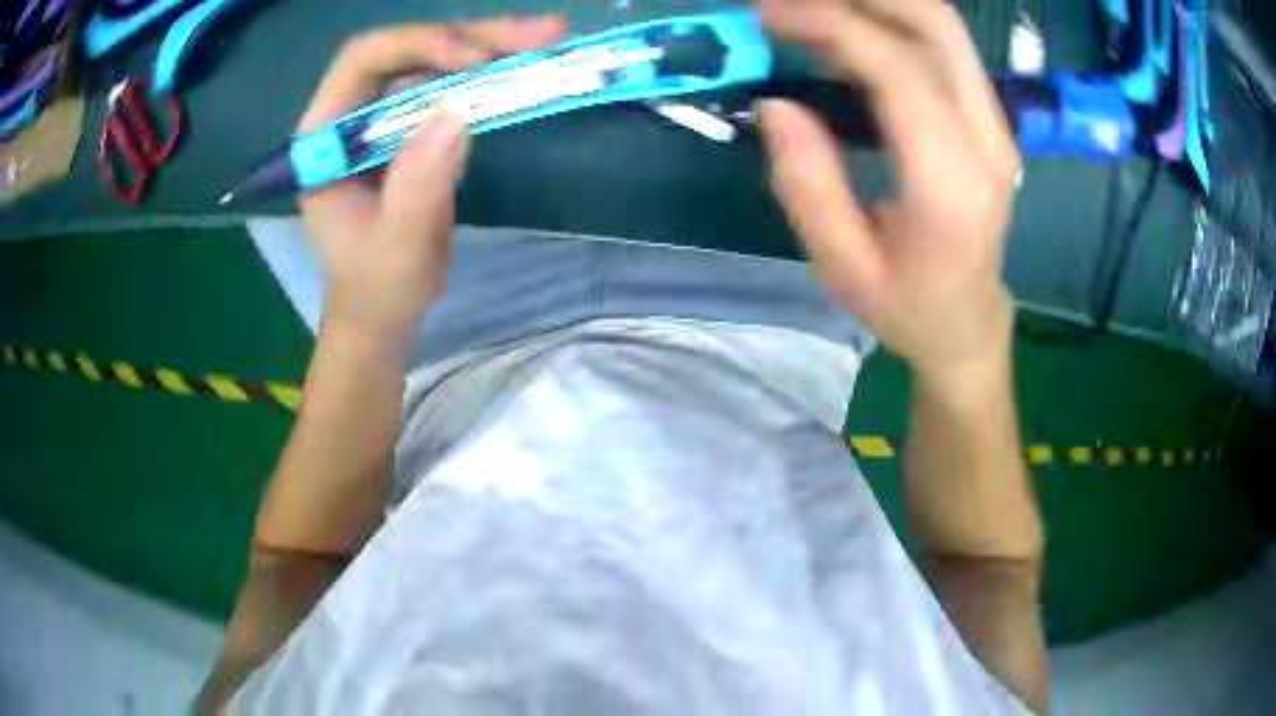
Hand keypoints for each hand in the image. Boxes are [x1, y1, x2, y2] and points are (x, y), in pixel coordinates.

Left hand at [297, 16, 567, 343]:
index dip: (418, 46)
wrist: (385, 307)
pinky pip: (456, 86)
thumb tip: (459, 113)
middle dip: (472, 37)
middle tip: (539, 33)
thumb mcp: (396, 247)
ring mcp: (388, 117)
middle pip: (410, 50)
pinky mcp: (417, 127)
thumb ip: (417, 185)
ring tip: (550, 37)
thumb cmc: (377, 285)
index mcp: (326, 135)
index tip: (474, 61)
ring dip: (494, 45)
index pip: (363, 61)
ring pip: (438, 59)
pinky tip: (533, 61)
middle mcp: (354, 112)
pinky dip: (497, 72)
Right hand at [757, 0, 1020, 381]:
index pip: (900, 70)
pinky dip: (892, 21)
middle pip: (936, 25)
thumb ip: (808, 186)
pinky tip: (847, 32)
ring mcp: (995, 125)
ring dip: (877, 3)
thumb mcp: (844, 269)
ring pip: (943, 27)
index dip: (833, 25)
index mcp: (951, 185)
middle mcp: (986, 141)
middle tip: (789, 4)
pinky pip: (943, 46)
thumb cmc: (908, 307)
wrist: (969, 322)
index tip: (768, 15)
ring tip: (812, 11)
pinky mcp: (988, 119)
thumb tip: (775, 104)